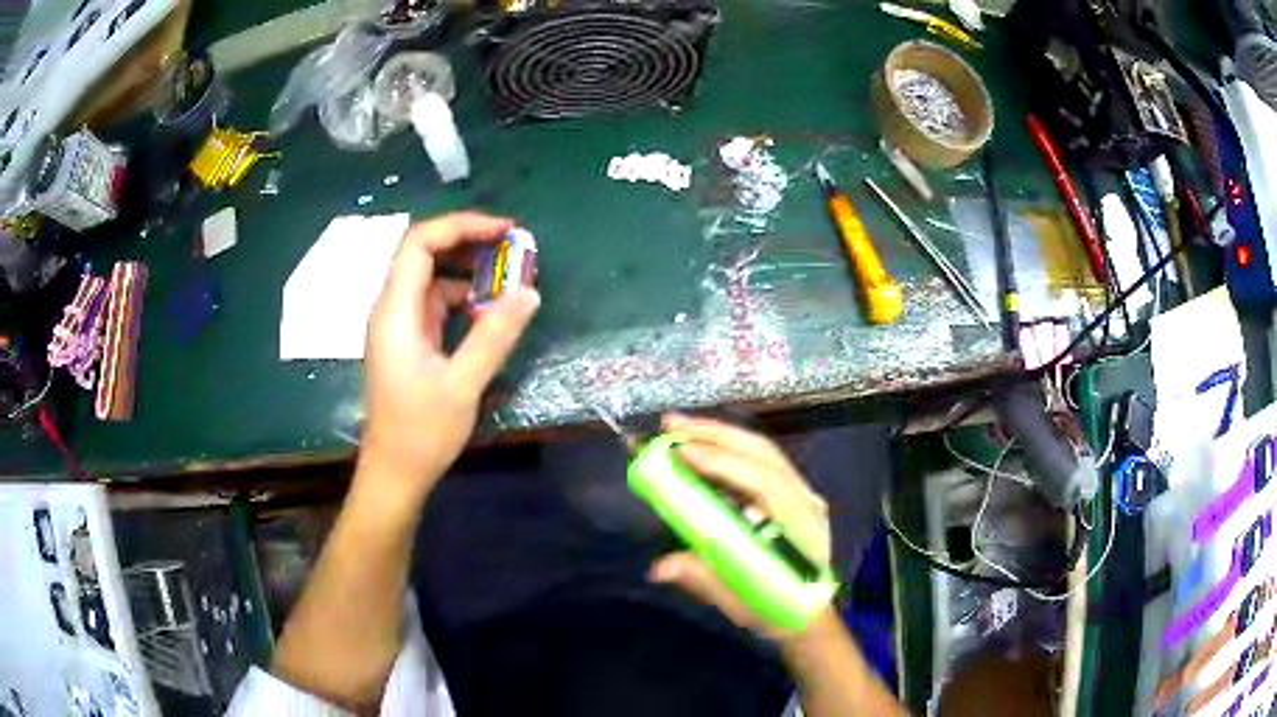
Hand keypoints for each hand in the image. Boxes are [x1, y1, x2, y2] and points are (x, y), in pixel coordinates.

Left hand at [359, 213, 539, 501]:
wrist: (394, 473)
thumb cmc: (421, 433)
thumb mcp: (463, 385)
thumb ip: (495, 335)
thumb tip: (529, 291)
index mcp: (396, 312)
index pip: (419, 243)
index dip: (461, 226)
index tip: (504, 231)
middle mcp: (392, 309)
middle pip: (423, 253)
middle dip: (468, 241)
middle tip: (513, 246)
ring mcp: (398, 325)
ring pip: (430, 277)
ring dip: (468, 269)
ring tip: (509, 276)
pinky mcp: (408, 341)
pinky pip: (435, 303)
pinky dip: (462, 297)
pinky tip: (487, 311)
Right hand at [648, 414, 831, 640]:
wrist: (808, 614)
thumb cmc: (778, 610)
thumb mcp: (742, 603)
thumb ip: (705, 581)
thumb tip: (660, 567)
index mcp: (801, 528)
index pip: (765, 482)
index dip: (723, 464)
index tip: (682, 453)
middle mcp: (806, 501)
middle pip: (763, 454)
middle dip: (716, 435)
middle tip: (669, 425)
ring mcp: (802, 494)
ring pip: (762, 451)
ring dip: (719, 435)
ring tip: (677, 427)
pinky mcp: (792, 494)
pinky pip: (760, 461)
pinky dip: (728, 448)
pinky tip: (702, 447)